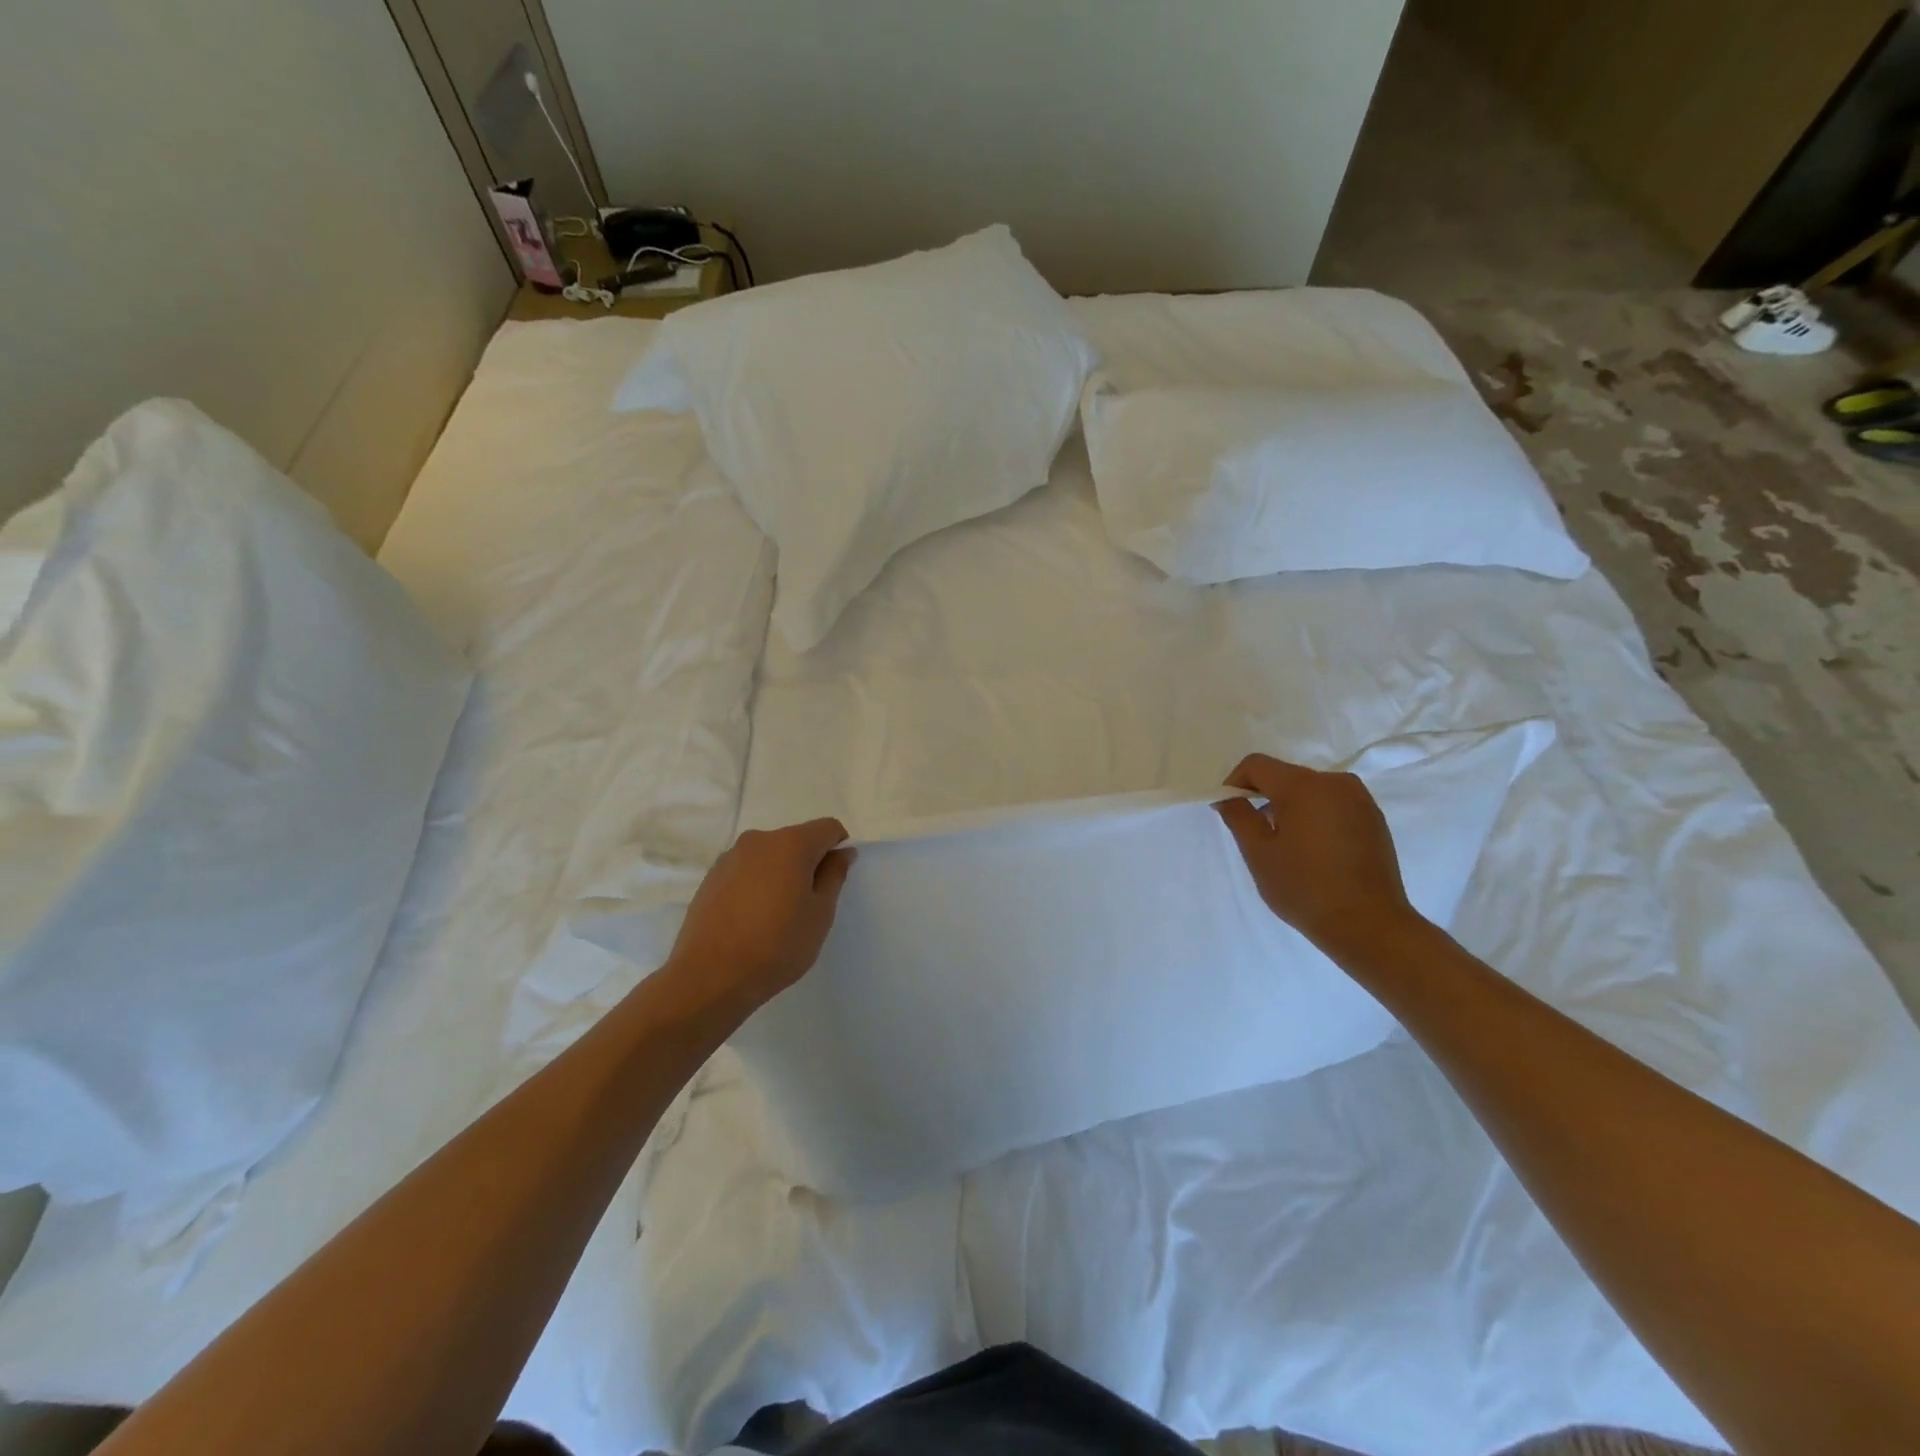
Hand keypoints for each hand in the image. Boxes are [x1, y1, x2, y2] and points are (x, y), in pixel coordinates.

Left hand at [663, 819, 854, 1015]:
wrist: (710, 976)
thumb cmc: (777, 945)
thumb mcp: (820, 914)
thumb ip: (834, 876)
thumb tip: (841, 852)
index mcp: (791, 843)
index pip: (827, 828)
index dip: (838, 848)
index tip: (834, 880)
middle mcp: (759, 840)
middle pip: (796, 840)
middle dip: (808, 863)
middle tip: (808, 904)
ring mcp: (730, 858)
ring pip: (769, 856)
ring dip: (781, 874)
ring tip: (776, 915)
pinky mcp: (711, 878)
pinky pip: (746, 871)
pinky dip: (757, 884)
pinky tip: (751, 919)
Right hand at [1215, 754, 1420, 957]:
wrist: (1369, 925)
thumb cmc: (1305, 888)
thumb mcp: (1258, 853)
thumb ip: (1238, 816)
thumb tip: (1228, 797)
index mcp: (1304, 786)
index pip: (1257, 765)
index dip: (1236, 783)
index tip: (1230, 810)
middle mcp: (1335, 782)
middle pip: (1285, 775)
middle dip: (1264, 796)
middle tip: (1255, 833)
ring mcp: (1360, 799)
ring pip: (1310, 790)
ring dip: (1290, 806)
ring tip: (1286, 844)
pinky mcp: (1374, 818)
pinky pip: (1333, 804)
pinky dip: (1315, 816)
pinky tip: (1313, 850)